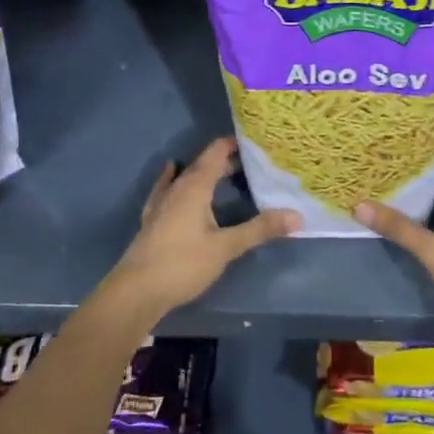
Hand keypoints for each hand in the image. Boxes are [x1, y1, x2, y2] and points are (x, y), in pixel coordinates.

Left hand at [107, 138, 299, 318]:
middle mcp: (177, 188)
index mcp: (195, 187)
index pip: (216, 152)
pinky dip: (177, 179)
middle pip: (203, 164)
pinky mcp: (153, 218)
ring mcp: (161, 203)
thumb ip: (260, 229)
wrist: (137, 291)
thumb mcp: (226, 247)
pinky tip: (173, 174)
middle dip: (226, 160)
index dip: (234, 144)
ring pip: (186, 176)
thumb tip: (297, 216)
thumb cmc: (183, 264)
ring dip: (205, 171)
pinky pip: (168, 188)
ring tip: (224, 172)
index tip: (257, 142)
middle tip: (253, 163)